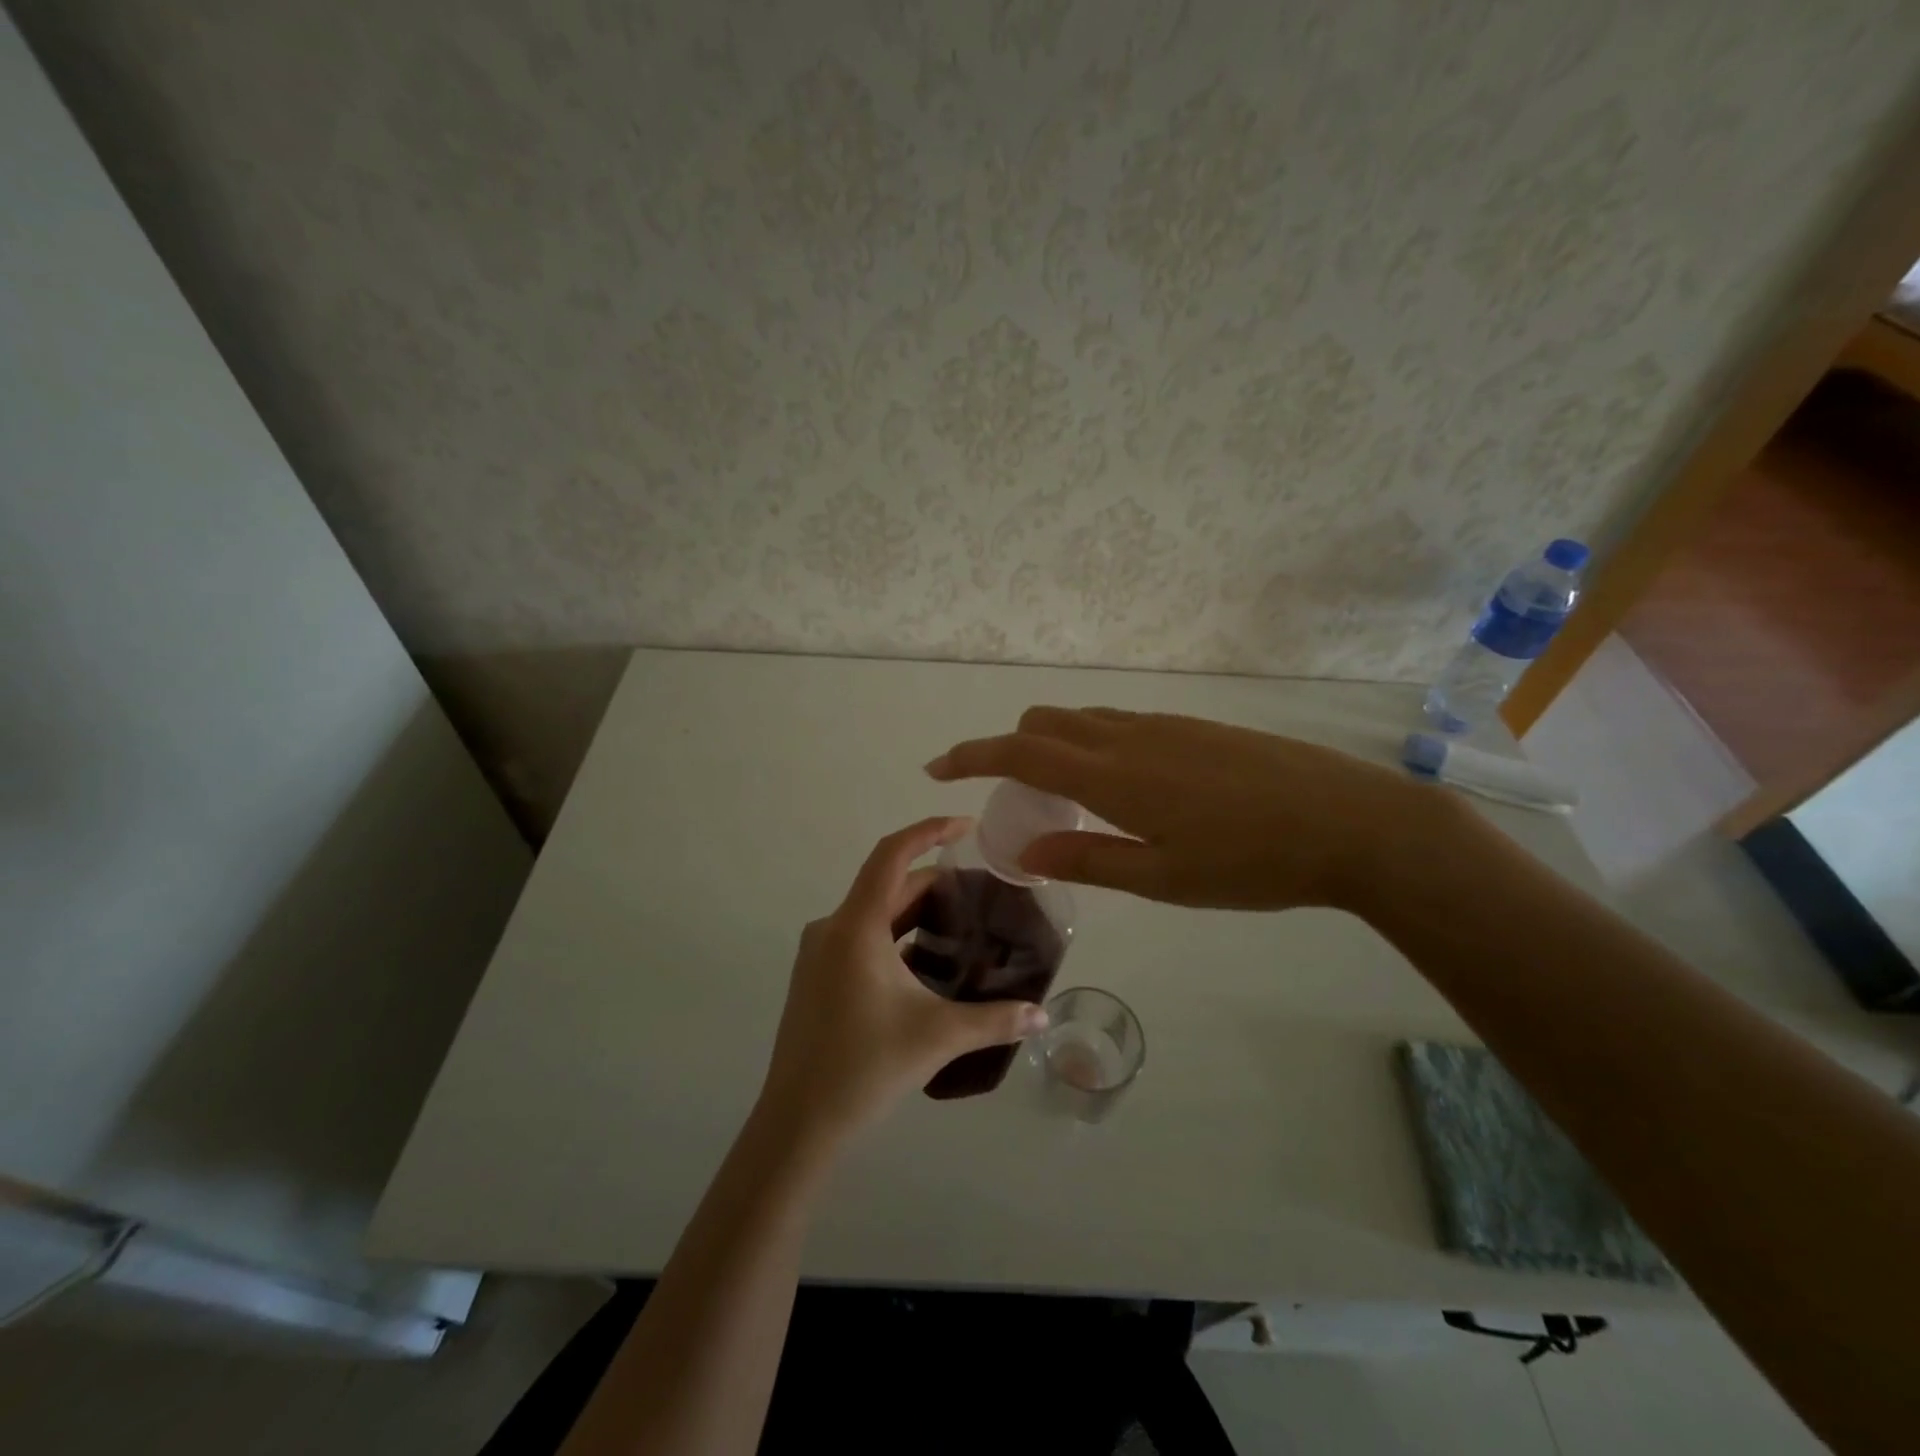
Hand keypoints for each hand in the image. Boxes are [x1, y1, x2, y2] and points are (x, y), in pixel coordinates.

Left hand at [758, 816, 1049, 1147]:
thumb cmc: (864, 1068)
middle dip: (934, 882)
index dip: (929, 831)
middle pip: (888, 885)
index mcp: (856, 926)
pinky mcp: (815, 976)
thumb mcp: (937, 1037)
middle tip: (982, 891)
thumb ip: (995, 1020)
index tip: (967, 827)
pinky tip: (925, 963)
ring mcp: (818, 953)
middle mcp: (832, 928)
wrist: (797, 1124)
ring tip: (962, 925)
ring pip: (874, 913)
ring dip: (915, 912)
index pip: (892, 854)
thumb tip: (1043, 1016)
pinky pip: (860, 937)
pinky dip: (895, 936)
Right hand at [925, 707, 1464, 911]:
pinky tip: (1127, 789)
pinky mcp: (1194, 726)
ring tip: (1072, 803)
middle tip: (1019, 802)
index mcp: (1111, 775)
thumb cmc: (1251, 862)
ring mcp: (1163, 725)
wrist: (1351, 822)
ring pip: (1083, 719)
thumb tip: (1022, 851)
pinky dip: (1094, 745)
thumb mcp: (1162, 878)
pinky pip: (1119, 723)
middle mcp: (1128, 736)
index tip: (935, 767)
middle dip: (1011, 750)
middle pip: (1044, 722)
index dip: (970, 756)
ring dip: (1055, 748)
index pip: (1018, 752)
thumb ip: (1086, 859)